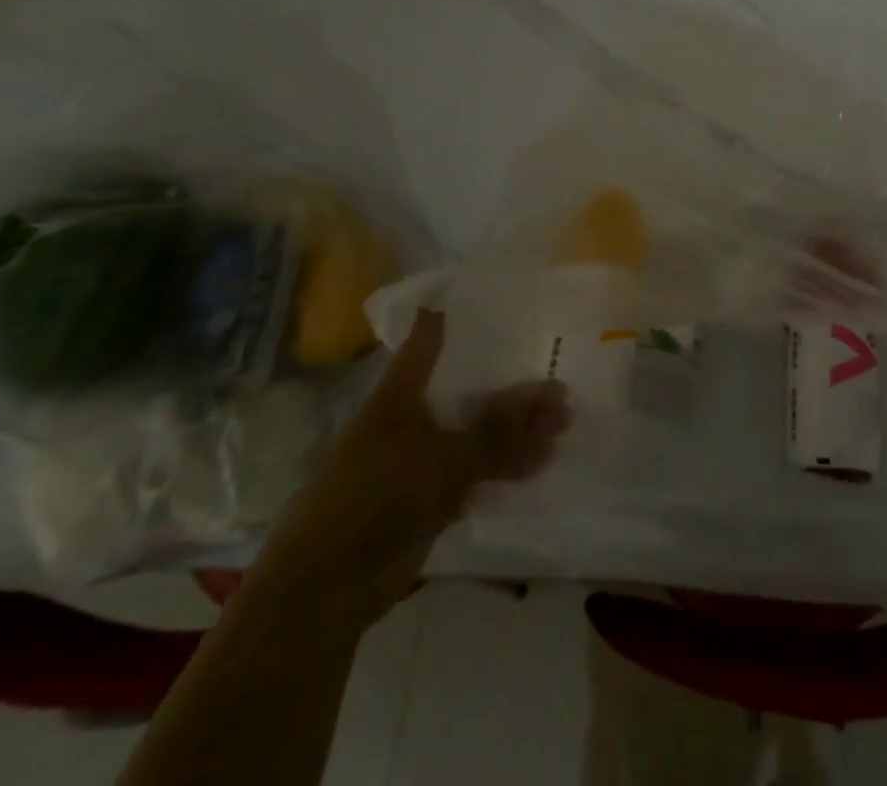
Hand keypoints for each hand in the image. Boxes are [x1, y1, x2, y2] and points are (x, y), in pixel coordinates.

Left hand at [248, 308, 569, 628]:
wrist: (325, 589)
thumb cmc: (373, 496)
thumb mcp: (442, 456)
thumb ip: (498, 431)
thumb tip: (555, 398)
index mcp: (400, 396)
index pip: (426, 345)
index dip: (447, 320)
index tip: (476, 296)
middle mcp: (411, 422)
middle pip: (468, 397)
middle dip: (513, 395)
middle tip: (560, 389)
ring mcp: (420, 464)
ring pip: (476, 439)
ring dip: (516, 437)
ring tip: (561, 431)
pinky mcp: (428, 502)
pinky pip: (474, 475)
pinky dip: (504, 471)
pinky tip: (537, 467)